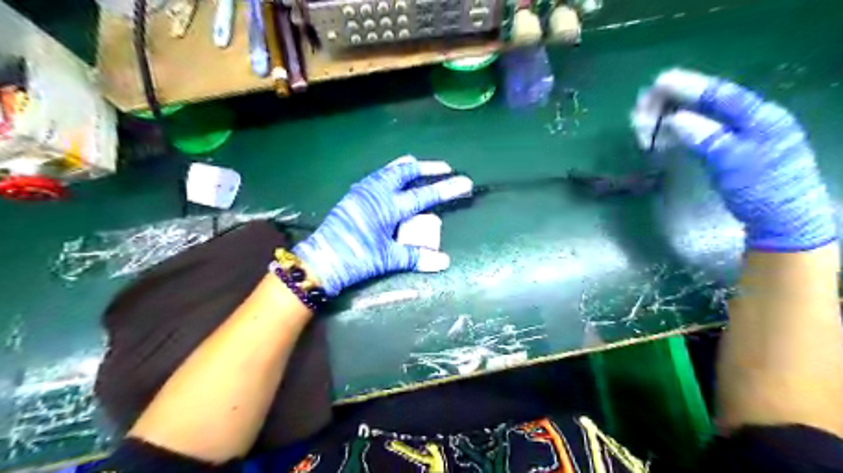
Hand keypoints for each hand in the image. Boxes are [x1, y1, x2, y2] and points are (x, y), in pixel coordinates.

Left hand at [294, 155, 471, 295]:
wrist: (320, 259)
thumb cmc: (355, 258)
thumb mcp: (387, 259)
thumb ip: (416, 257)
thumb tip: (444, 261)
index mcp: (387, 207)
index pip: (423, 195)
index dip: (445, 189)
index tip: (464, 181)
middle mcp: (376, 192)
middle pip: (405, 172)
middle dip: (427, 168)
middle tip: (444, 168)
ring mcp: (363, 191)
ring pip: (389, 170)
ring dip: (407, 167)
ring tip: (419, 165)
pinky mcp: (353, 195)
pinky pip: (377, 176)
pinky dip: (390, 172)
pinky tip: (391, 178)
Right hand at [640, 66, 835, 250]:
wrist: (780, 221)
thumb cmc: (762, 191)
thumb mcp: (734, 163)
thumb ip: (707, 137)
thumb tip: (675, 118)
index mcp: (759, 117)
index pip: (719, 94)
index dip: (688, 87)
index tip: (659, 82)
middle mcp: (748, 120)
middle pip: (704, 103)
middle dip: (670, 105)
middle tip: (640, 112)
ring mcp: (736, 136)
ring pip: (696, 119)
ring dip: (667, 120)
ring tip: (641, 127)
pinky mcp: (725, 150)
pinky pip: (696, 134)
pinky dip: (675, 135)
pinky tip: (659, 139)